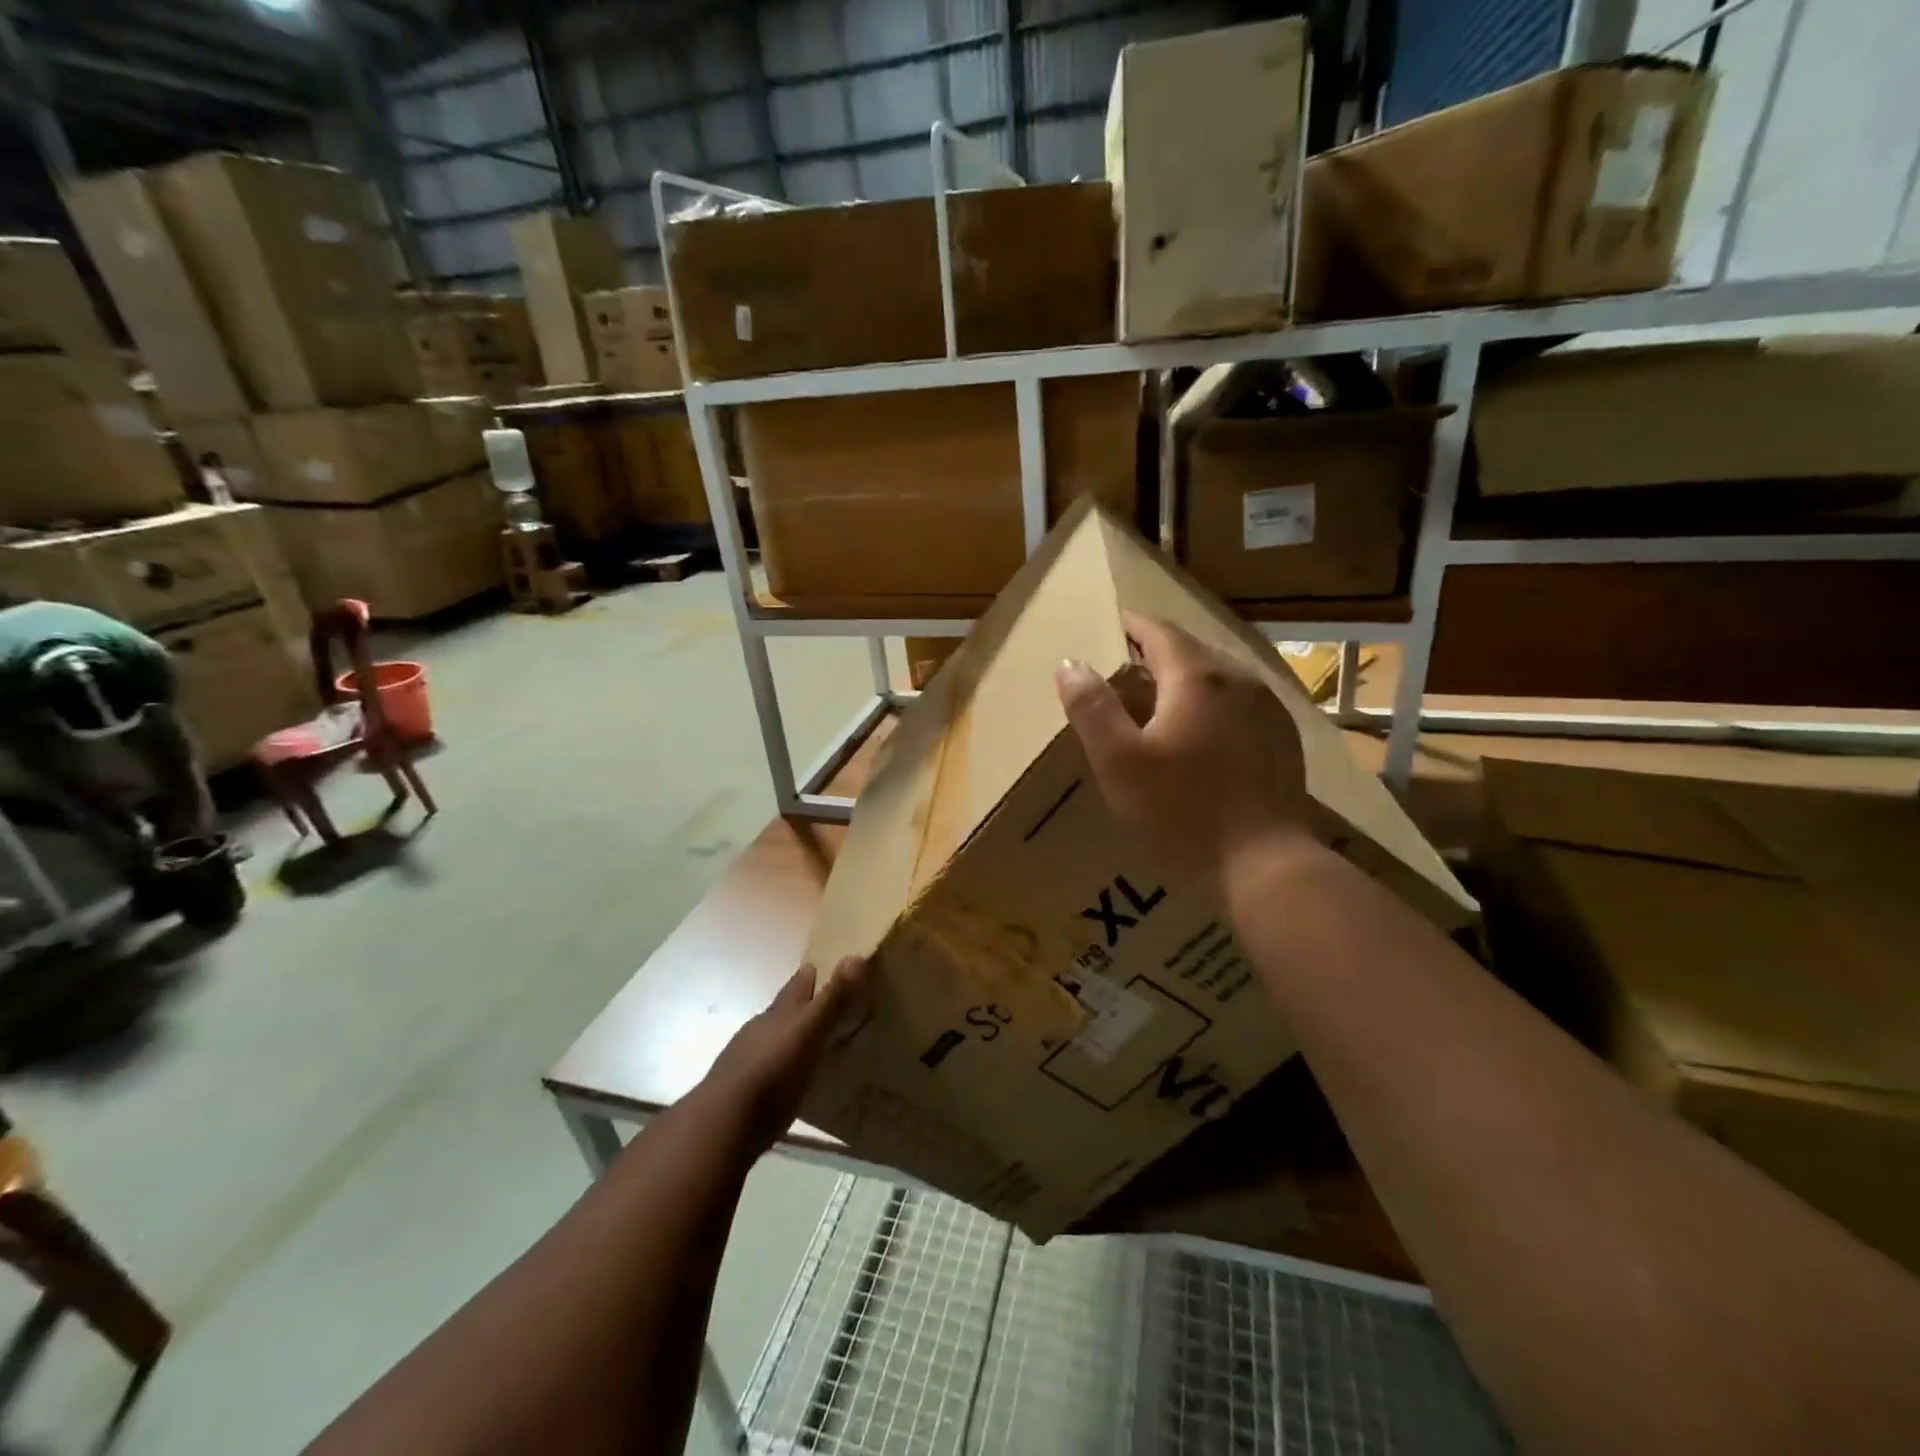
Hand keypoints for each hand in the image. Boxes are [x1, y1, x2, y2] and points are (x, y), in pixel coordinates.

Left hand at [697, 958, 868, 1153]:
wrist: (722, 1124)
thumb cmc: (773, 1072)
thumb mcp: (809, 1033)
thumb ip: (833, 999)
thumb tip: (856, 955)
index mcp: (779, 1013)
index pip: (798, 984)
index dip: (811, 974)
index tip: (824, 966)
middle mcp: (760, 1029)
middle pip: (782, 1009)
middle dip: (801, 1004)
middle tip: (824, 1003)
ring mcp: (746, 1059)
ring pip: (772, 1038)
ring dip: (790, 1037)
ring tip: (810, 1042)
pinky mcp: (741, 1091)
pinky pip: (767, 1069)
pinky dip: (781, 1067)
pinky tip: (789, 1078)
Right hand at [1056, 612, 1313, 899]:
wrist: (1265, 866)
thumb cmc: (1182, 812)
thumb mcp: (1119, 763)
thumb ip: (1092, 709)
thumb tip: (1070, 664)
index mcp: (1198, 676)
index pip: (1158, 630)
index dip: (1130, 625)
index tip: (1107, 627)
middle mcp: (1239, 679)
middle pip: (1189, 651)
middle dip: (1153, 654)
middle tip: (1120, 671)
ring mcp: (1268, 709)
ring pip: (1216, 678)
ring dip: (1182, 682)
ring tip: (1154, 705)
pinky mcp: (1282, 739)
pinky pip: (1237, 705)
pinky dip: (1209, 707)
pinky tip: (1197, 737)